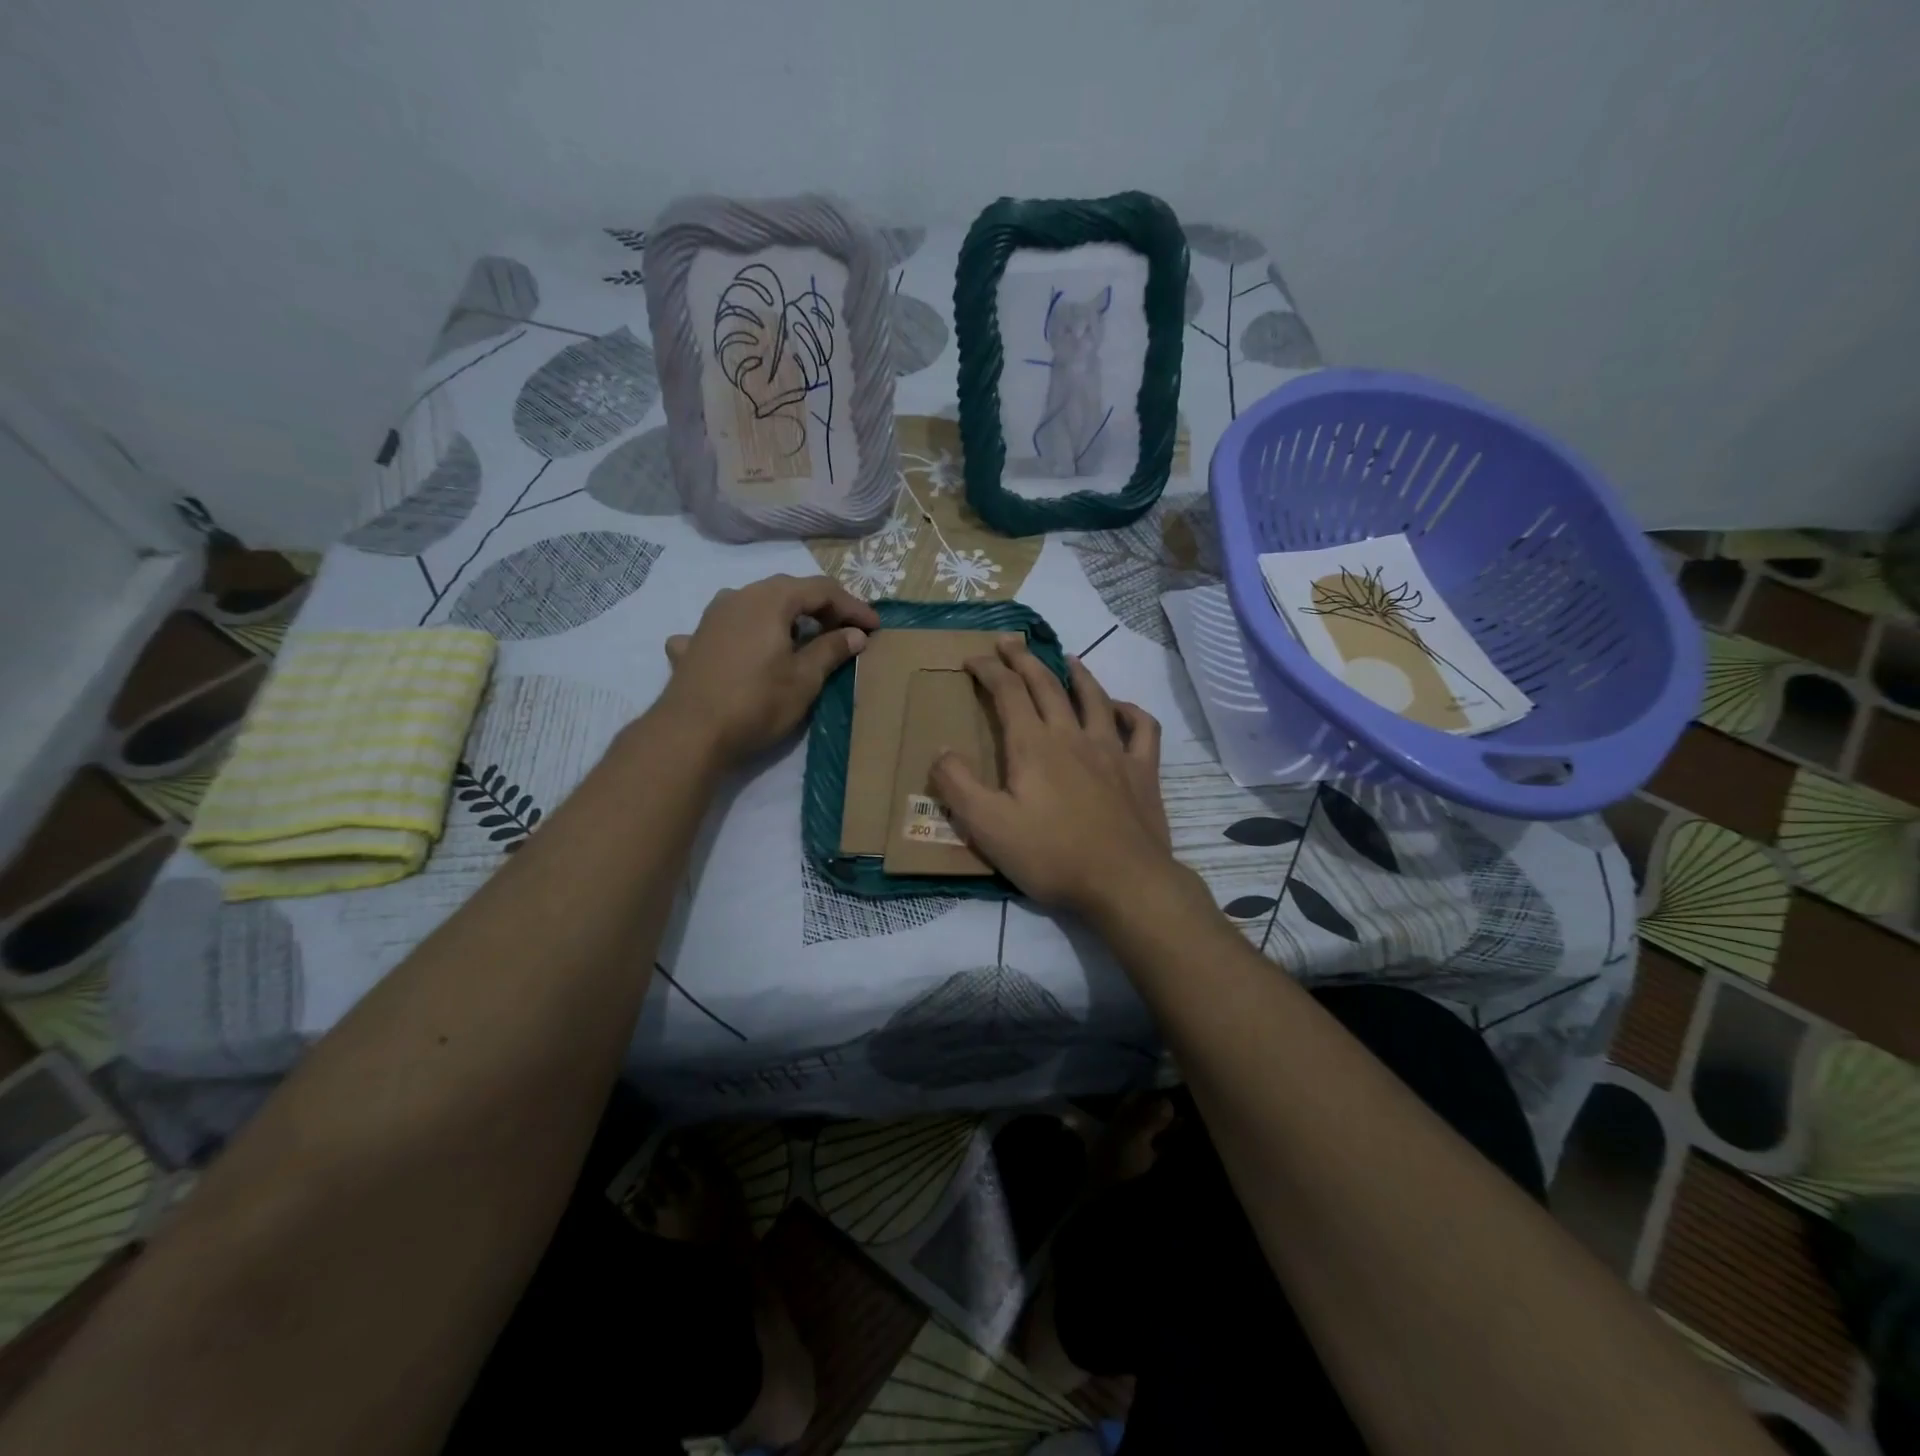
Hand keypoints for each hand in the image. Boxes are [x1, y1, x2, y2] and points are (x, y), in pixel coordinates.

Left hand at [659, 574, 879, 764]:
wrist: (690, 732)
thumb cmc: (757, 702)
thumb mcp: (805, 678)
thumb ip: (832, 650)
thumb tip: (855, 634)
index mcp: (771, 599)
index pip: (822, 590)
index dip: (853, 606)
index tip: (875, 628)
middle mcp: (739, 596)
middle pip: (789, 590)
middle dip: (822, 607)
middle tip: (846, 631)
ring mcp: (712, 616)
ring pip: (757, 604)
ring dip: (785, 616)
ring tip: (802, 637)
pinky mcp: (695, 641)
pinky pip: (728, 627)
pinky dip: (747, 634)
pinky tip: (743, 651)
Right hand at [931, 637, 1174, 916]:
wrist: (1124, 883)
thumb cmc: (1051, 856)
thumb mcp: (988, 827)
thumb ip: (958, 785)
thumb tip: (941, 750)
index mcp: (1033, 746)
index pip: (1007, 692)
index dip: (987, 670)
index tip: (972, 659)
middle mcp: (1072, 736)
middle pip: (1046, 684)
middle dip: (1023, 659)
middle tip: (1009, 642)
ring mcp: (1112, 750)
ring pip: (1094, 697)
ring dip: (1076, 673)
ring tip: (1065, 658)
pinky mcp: (1142, 771)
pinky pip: (1142, 729)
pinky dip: (1130, 711)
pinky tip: (1120, 709)